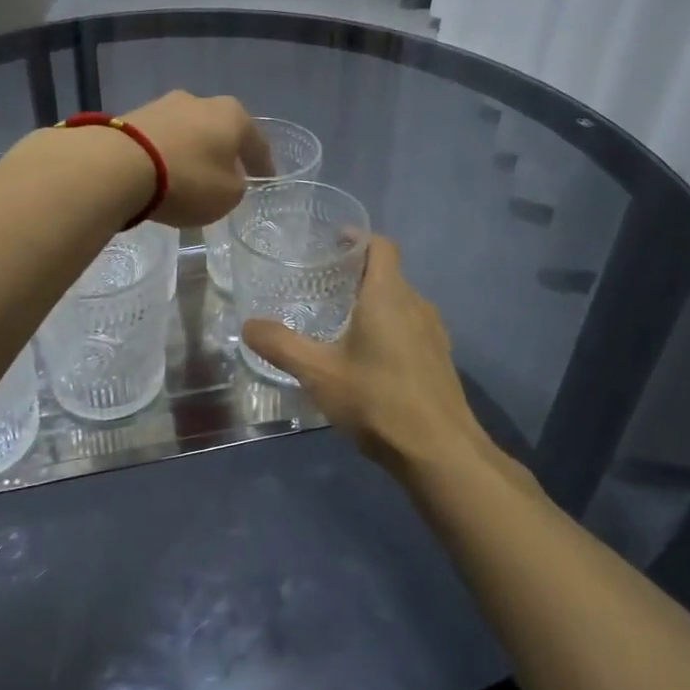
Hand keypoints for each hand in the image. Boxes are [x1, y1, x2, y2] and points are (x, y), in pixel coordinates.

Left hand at [119, 91, 273, 226]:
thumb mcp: (227, 196)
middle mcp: (201, 101)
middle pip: (220, 130)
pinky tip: (161, 173)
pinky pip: (160, 140)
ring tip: (189, 176)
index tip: (265, 179)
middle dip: (223, 151)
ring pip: (187, 132)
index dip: (263, 164)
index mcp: (233, 115)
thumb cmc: (188, 179)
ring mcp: (163, 104)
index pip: (257, 142)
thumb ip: (235, 186)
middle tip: (226, 174)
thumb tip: (227, 178)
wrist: (119, 165)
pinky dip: (165, 154)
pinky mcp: (133, 116)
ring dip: (191, 151)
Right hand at [242, 238, 485, 471]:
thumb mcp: (318, 373)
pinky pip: (411, 327)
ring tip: (340, 319)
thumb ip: (281, 345)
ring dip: (374, 302)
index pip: (380, 245)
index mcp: (388, 295)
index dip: (357, 237)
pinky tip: (368, 357)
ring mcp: (433, 333)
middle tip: (322, 284)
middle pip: (388, 273)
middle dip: (357, 272)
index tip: (331, 241)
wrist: (440, 452)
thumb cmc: (377, 400)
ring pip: (400, 302)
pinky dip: (388, 327)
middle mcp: (416, 304)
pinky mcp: (439, 359)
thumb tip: (249, 326)